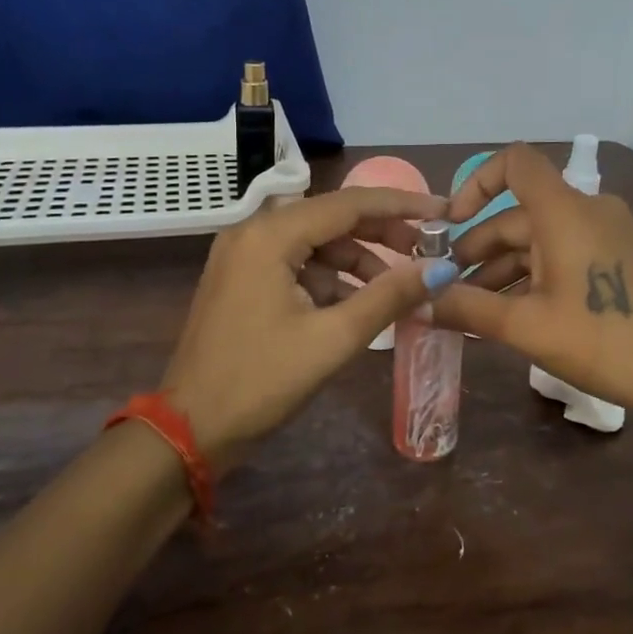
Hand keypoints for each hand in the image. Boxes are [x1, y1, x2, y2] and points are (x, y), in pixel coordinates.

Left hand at [162, 187, 454, 467]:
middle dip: (382, 233)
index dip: (402, 206)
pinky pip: (298, 263)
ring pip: (316, 242)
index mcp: (270, 235)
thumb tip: (442, 269)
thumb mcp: (333, 338)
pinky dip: (331, 278)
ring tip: (396, 289)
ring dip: (358, 260)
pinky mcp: (242, 279)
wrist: (189, 430)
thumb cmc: (260, 381)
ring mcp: (244, 255)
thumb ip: (389, 296)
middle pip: (332, 217)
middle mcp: (254, 232)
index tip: (443, 213)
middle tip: (427, 252)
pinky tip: (358, 304)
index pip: (349, 203)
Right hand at [430, 144, 632, 415]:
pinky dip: (531, 276)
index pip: (515, 163)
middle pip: (517, 214)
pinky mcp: (615, 257)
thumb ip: (468, 308)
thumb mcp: (528, 327)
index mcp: (564, 211)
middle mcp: (585, 210)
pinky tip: (508, 313)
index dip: (475, 183)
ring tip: (468, 310)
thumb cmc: (605, 340)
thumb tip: (416, 303)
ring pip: (538, 239)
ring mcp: (604, 233)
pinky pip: (560, 253)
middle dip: (477, 249)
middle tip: (443, 288)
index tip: (451, 227)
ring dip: (501, 270)